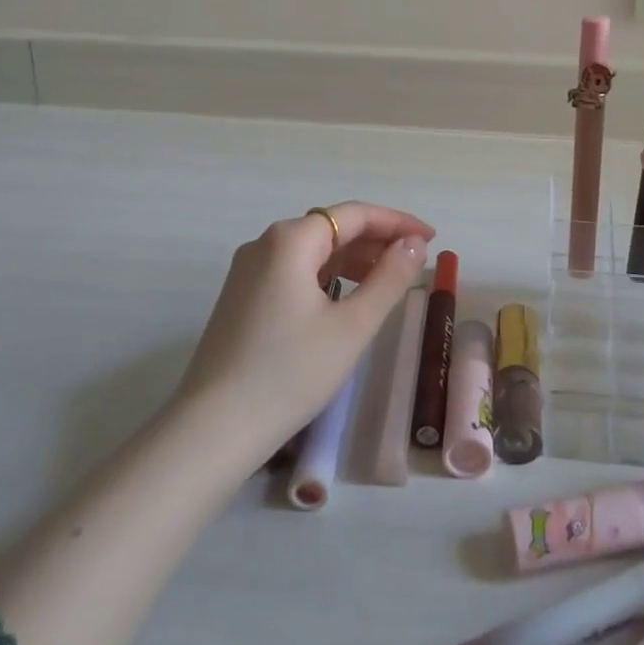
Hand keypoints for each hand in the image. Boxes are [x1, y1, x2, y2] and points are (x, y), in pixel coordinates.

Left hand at [174, 202, 434, 456]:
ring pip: (313, 251)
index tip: (430, 239)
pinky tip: (346, 299)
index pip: (354, 214)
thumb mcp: (352, 326)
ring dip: (353, 260)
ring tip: (388, 282)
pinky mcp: (242, 297)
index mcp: (290, 239)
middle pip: (332, 228)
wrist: (213, 430)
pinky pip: (294, 272)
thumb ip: (389, 278)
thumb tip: (413, 245)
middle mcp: (265, 244)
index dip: (397, 222)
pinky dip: (327, 277)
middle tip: (415, 262)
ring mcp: (248, 271)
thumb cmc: (290, 373)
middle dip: (376, 241)